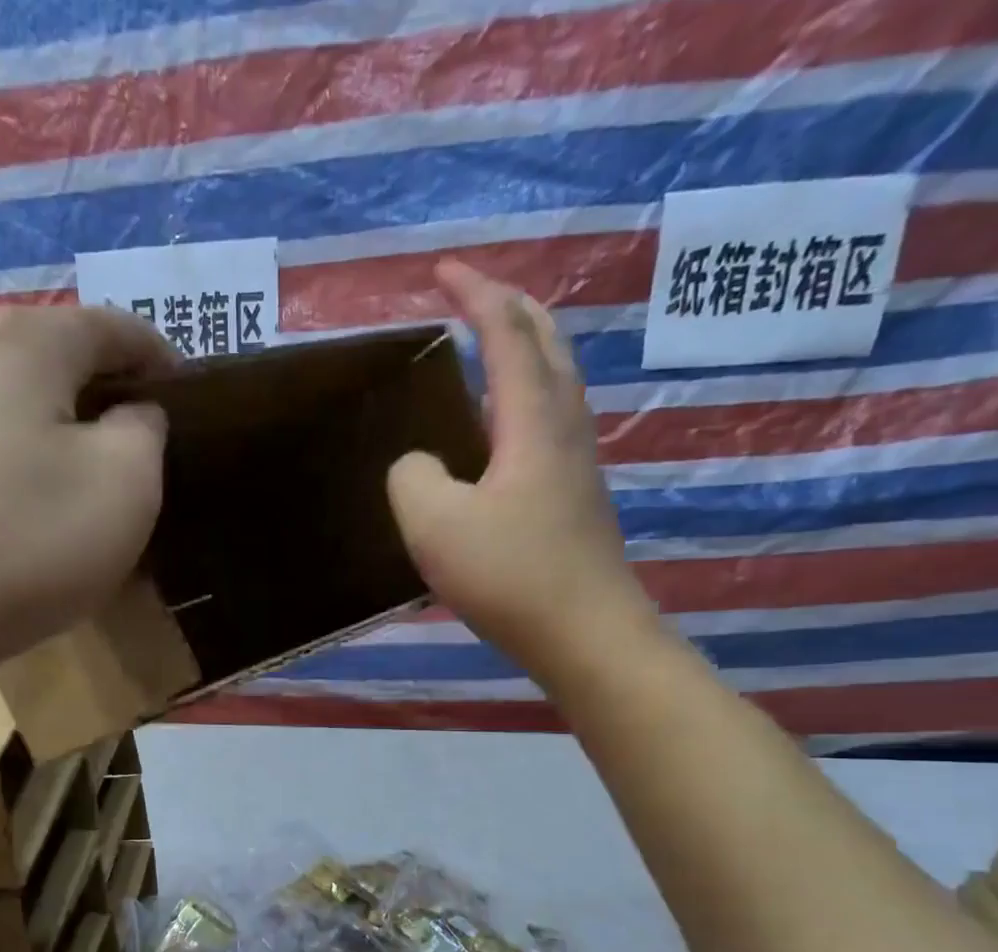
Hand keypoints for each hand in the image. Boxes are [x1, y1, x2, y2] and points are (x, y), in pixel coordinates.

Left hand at [0, 303, 176, 685]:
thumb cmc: (28, 542)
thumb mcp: (126, 484)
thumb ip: (146, 430)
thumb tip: (131, 413)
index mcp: (28, 340)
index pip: (115, 327)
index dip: (162, 360)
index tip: (190, 402)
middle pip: (59, 355)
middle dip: (108, 394)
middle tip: (143, 449)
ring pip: (17, 398)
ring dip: (61, 429)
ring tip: (87, 481)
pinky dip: (19, 457)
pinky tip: (27, 506)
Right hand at [387, 260, 655, 673]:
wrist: (586, 634)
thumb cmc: (510, 575)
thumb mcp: (434, 525)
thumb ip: (412, 478)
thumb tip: (418, 465)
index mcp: (532, 420)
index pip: (506, 334)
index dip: (475, 296)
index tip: (442, 271)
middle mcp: (564, 428)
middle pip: (549, 343)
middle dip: (511, 308)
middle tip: (476, 296)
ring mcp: (577, 464)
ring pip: (557, 382)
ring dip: (526, 350)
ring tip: (491, 350)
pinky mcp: (576, 499)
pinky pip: (552, 422)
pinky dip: (526, 398)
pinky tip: (504, 430)